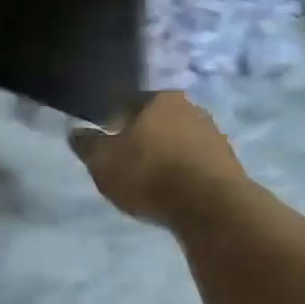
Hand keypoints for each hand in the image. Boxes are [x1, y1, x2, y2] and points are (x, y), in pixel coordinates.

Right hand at [69, 93, 245, 226]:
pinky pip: (197, 162)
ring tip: (153, 181)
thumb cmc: (150, 174)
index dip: (116, 121)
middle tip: (129, 163)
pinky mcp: (229, 160)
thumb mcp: (104, 162)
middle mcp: (191, 107)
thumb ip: (88, 144)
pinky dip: (186, 172)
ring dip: (168, 155)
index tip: (108, 141)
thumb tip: (75, 130)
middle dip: (145, 137)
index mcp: (160, 98)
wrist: (210, 205)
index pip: (131, 102)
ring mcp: (214, 133)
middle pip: (160, 120)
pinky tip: (177, 190)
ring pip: (181, 140)